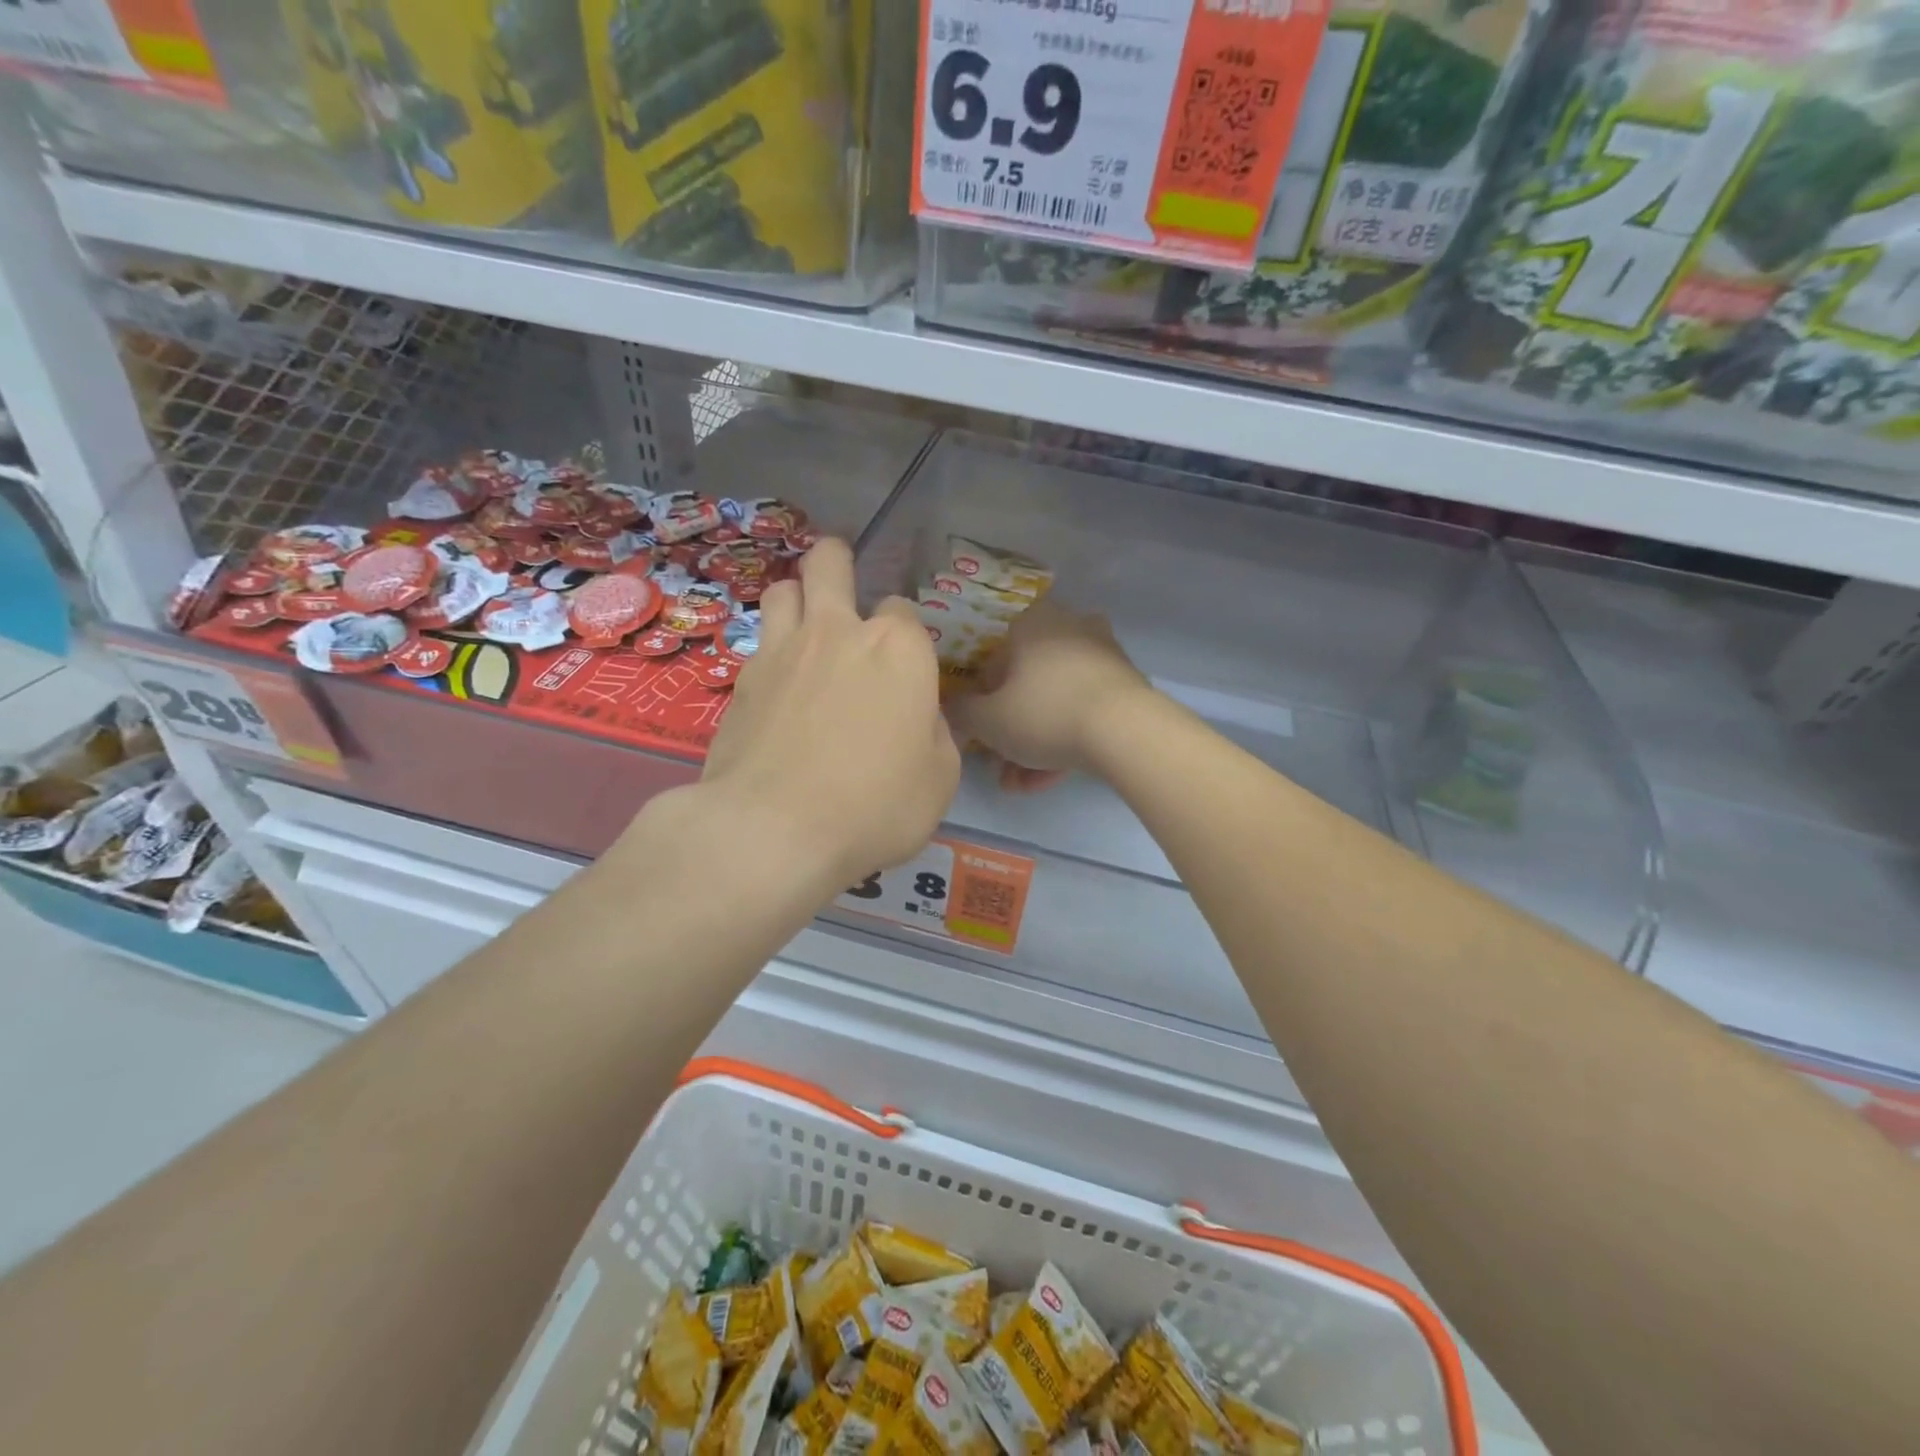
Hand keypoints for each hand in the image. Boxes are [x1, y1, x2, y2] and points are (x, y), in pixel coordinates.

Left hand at [696, 540, 959, 891]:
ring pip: (783, 589)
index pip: (904, 608)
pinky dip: (772, 649)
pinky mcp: (742, 681)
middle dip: (838, 561)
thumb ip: (935, 733)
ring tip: (805, 625)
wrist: (773, 830)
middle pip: (830, 562)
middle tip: (842, 583)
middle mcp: (838, 633)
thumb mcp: (940, 778)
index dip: (906, 632)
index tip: (904, 665)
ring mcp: (782, 651)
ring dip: (798, 597)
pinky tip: (779, 682)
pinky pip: (759, 642)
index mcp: (898, 649)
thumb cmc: (875, 805)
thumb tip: (918, 717)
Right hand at [946, 599, 1152, 787]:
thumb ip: (961, 712)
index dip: (980, 706)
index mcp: (1029, 623)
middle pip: (1026, 685)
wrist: (1126, 730)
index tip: (981, 738)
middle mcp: (1066, 627)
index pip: (990, 665)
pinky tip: (1052, 777)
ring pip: (1055, 701)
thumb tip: (951, 706)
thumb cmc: (1044, 713)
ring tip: (1024, 784)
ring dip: (1035, 743)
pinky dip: (1066, 738)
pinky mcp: (1124, 682)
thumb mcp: (988, 720)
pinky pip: (1082, 709)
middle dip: (1011, 731)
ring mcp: (1100, 654)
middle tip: (1002, 768)